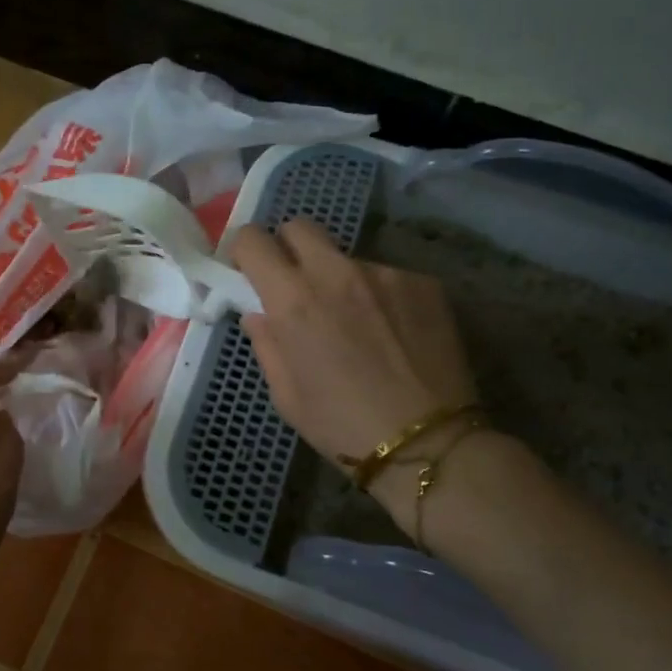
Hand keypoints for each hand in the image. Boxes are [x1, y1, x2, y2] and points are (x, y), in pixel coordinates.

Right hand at [233, 219, 477, 515]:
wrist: (427, 443)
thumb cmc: (341, 426)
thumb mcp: (285, 395)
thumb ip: (266, 343)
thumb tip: (259, 313)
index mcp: (293, 300)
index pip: (253, 240)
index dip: (244, 250)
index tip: (248, 271)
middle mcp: (336, 273)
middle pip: (300, 226)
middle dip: (288, 247)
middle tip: (295, 284)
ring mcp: (384, 273)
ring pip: (346, 257)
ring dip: (339, 279)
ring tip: (357, 325)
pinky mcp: (423, 283)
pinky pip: (387, 277)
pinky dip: (379, 297)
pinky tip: (393, 335)